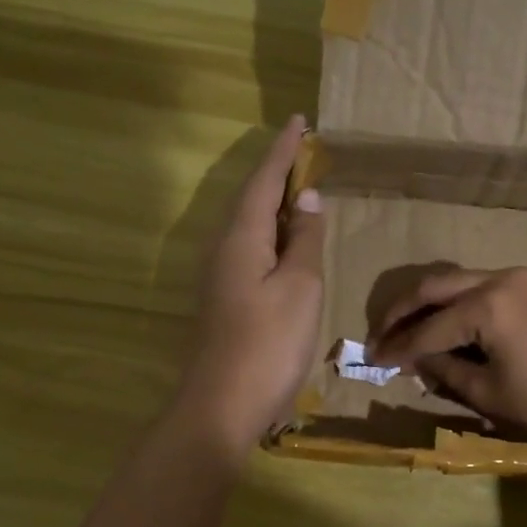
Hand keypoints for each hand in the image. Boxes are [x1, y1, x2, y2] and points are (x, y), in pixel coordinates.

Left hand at [173, 116, 324, 460]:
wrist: (222, 405)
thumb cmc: (268, 343)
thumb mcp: (300, 287)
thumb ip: (304, 240)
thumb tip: (306, 199)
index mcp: (241, 238)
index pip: (263, 181)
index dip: (283, 151)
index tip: (300, 121)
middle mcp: (224, 250)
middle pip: (251, 199)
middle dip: (277, 173)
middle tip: (305, 153)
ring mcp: (221, 277)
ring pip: (250, 226)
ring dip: (274, 204)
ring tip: (301, 190)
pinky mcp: (226, 300)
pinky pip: (251, 250)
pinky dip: (272, 235)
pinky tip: (287, 244)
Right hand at [368, 265, 526, 464]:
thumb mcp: (489, 393)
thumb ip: (445, 370)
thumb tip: (417, 359)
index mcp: (488, 305)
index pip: (428, 327)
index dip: (397, 347)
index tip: (372, 359)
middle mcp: (500, 278)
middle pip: (435, 287)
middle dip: (402, 312)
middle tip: (378, 336)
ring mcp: (520, 279)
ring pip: (457, 283)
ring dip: (427, 305)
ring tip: (402, 331)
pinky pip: (480, 289)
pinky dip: (455, 306)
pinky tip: (440, 326)